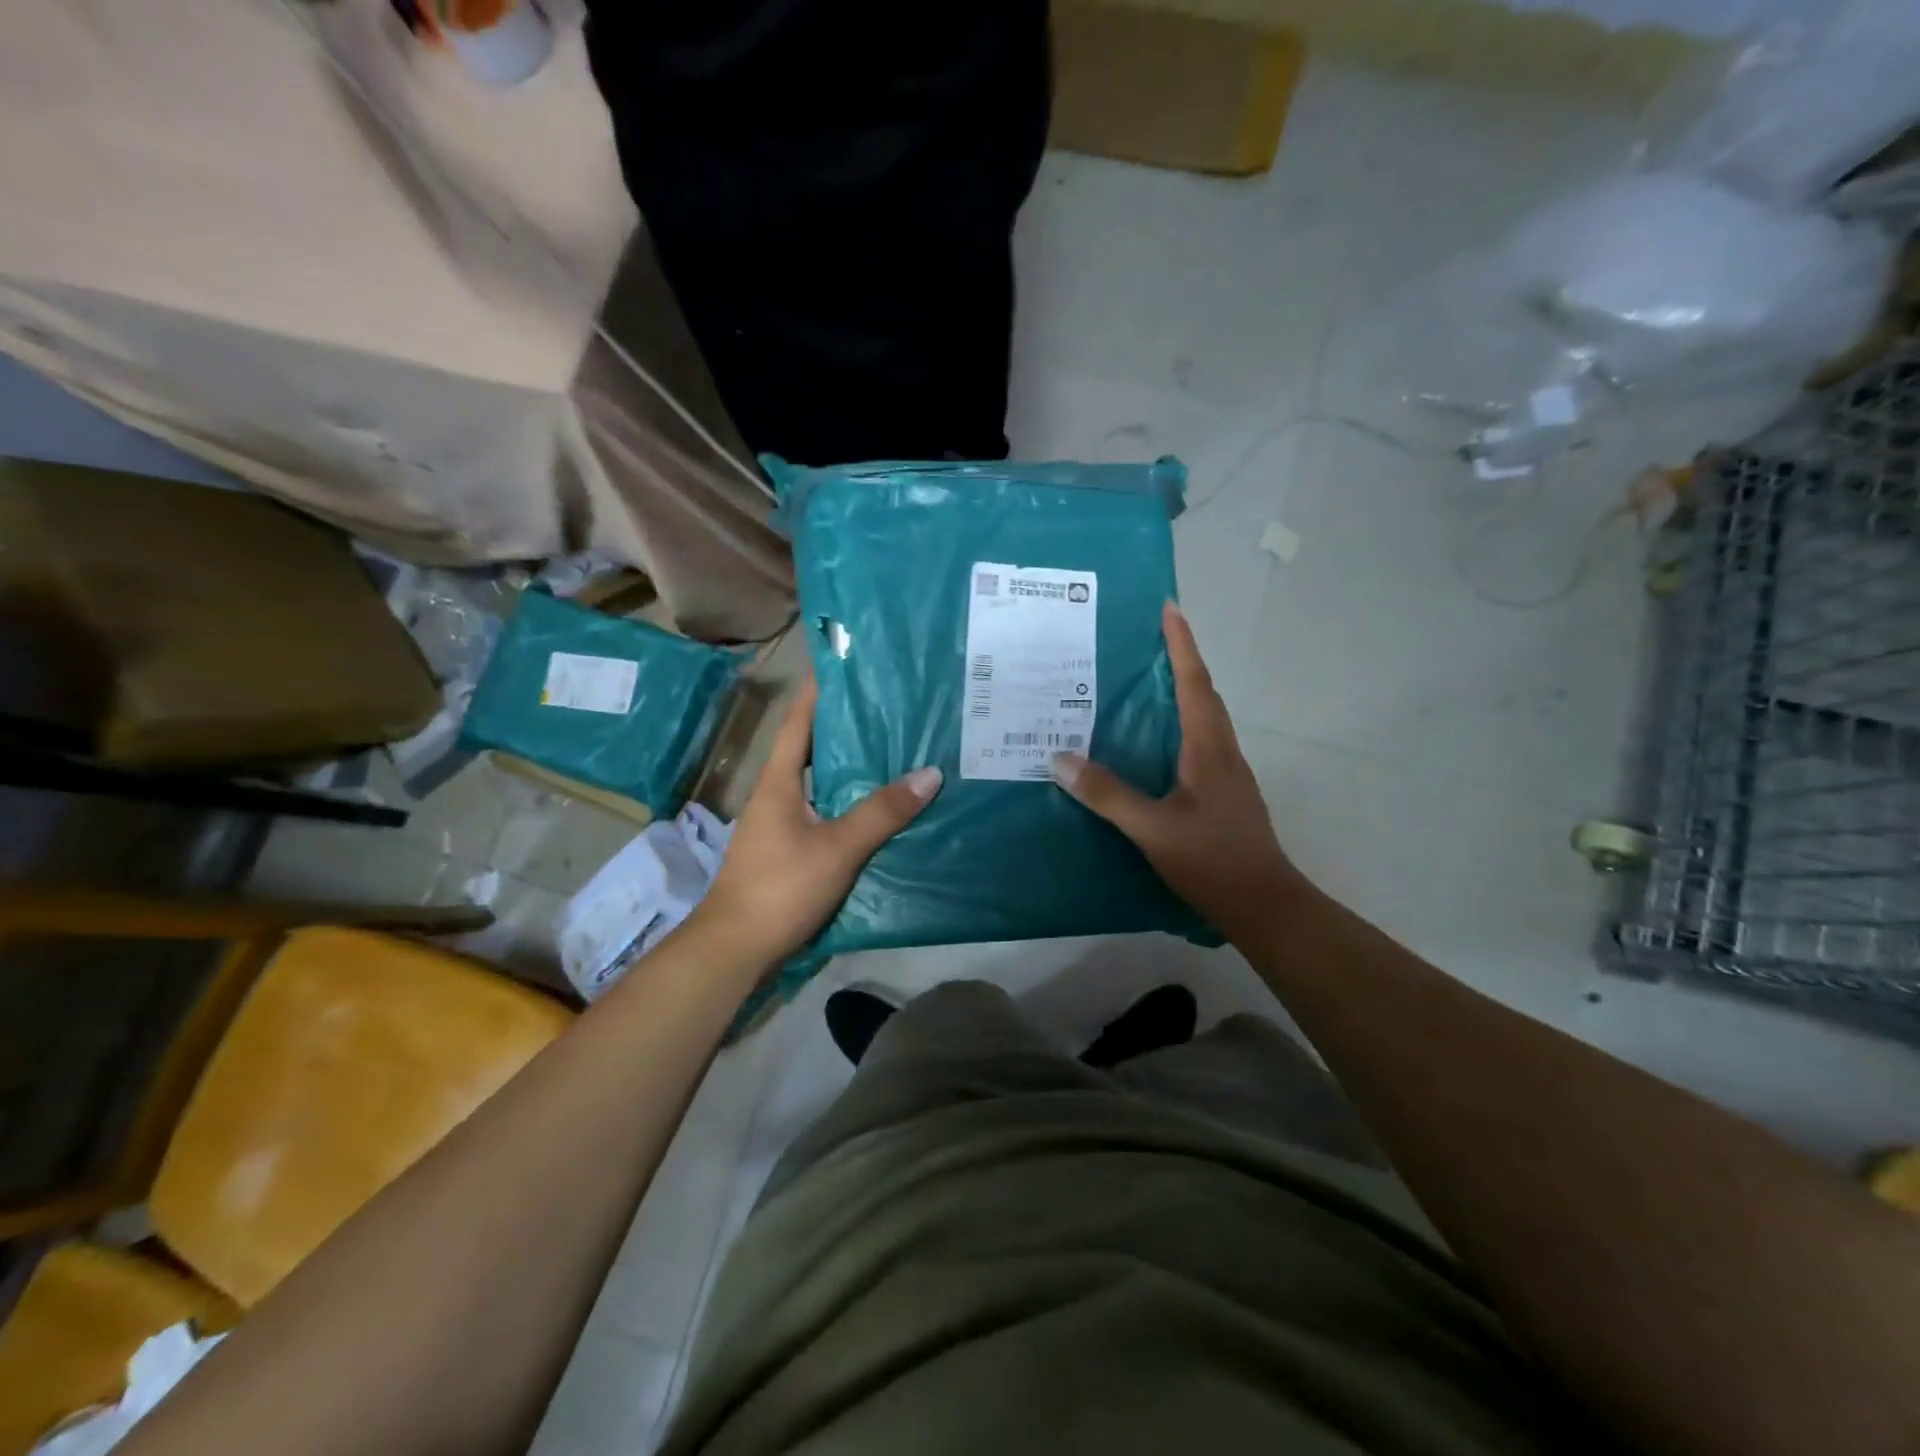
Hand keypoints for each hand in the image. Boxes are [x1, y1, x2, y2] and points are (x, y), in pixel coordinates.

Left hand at [694, 671, 942, 963]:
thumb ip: (882, 812)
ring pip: (821, 780)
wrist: (736, 949)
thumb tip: (930, 773)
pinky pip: (826, 810)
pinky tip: (882, 805)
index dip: (820, 688)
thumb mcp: (837, 847)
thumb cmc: (780, 887)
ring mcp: (782, 823)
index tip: (848, 660)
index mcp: (779, 780)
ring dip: (852, 765)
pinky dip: (851, 800)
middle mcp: (777, 793)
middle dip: (847, 724)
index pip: (799, 718)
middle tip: (891, 705)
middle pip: (813, 746)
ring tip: (897, 748)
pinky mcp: (791, 849)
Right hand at [1050, 601, 1305, 939]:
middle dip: (1179, 660)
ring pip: (1202, 719)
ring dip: (1179, 692)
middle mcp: (1222, 752)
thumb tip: (1059, 758)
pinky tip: (1150, 744)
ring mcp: (1226, 774)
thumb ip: (1107, 794)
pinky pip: (1197, 743)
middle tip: (1145, 641)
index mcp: (1209, 748)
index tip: (1169, 608)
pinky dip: (1175, 726)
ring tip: (1141, 683)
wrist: (1264, 905)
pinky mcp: (1222, 794)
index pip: (1194, 683)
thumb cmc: (1213, 860)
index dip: (1181, 644)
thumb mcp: (1153, 828)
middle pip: (1202, 693)